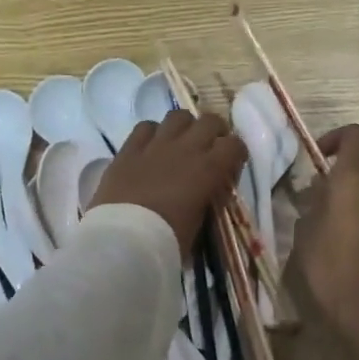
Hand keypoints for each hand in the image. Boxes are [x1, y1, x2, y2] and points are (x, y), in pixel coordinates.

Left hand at [87, 109, 246, 258]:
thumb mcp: (199, 224)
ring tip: (181, 142)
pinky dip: (153, 133)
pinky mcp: (128, 150)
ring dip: (184, 127)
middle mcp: (185, 149)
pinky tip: (151, 146)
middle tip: (210, 147)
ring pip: (177, 116)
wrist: (122, 242)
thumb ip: (206, 201)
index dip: (236, 153)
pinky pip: (145, 126)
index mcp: (208, 170)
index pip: (234, 145)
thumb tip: (206, 194)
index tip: (231, 165)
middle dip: (215, 131)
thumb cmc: (166, 242)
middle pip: (209, 121)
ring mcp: (155, 145)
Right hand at [292, 125, 358, 359]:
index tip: (316, 157)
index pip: (355, 135)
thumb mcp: (306, 234)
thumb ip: (313, 205)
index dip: (335, 138)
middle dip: (342, 175)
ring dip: (355, 199)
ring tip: (330, 226)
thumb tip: (319, 193)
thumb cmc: (333, 268)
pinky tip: (350, 248)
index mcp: (357, 178)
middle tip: (317, 199)